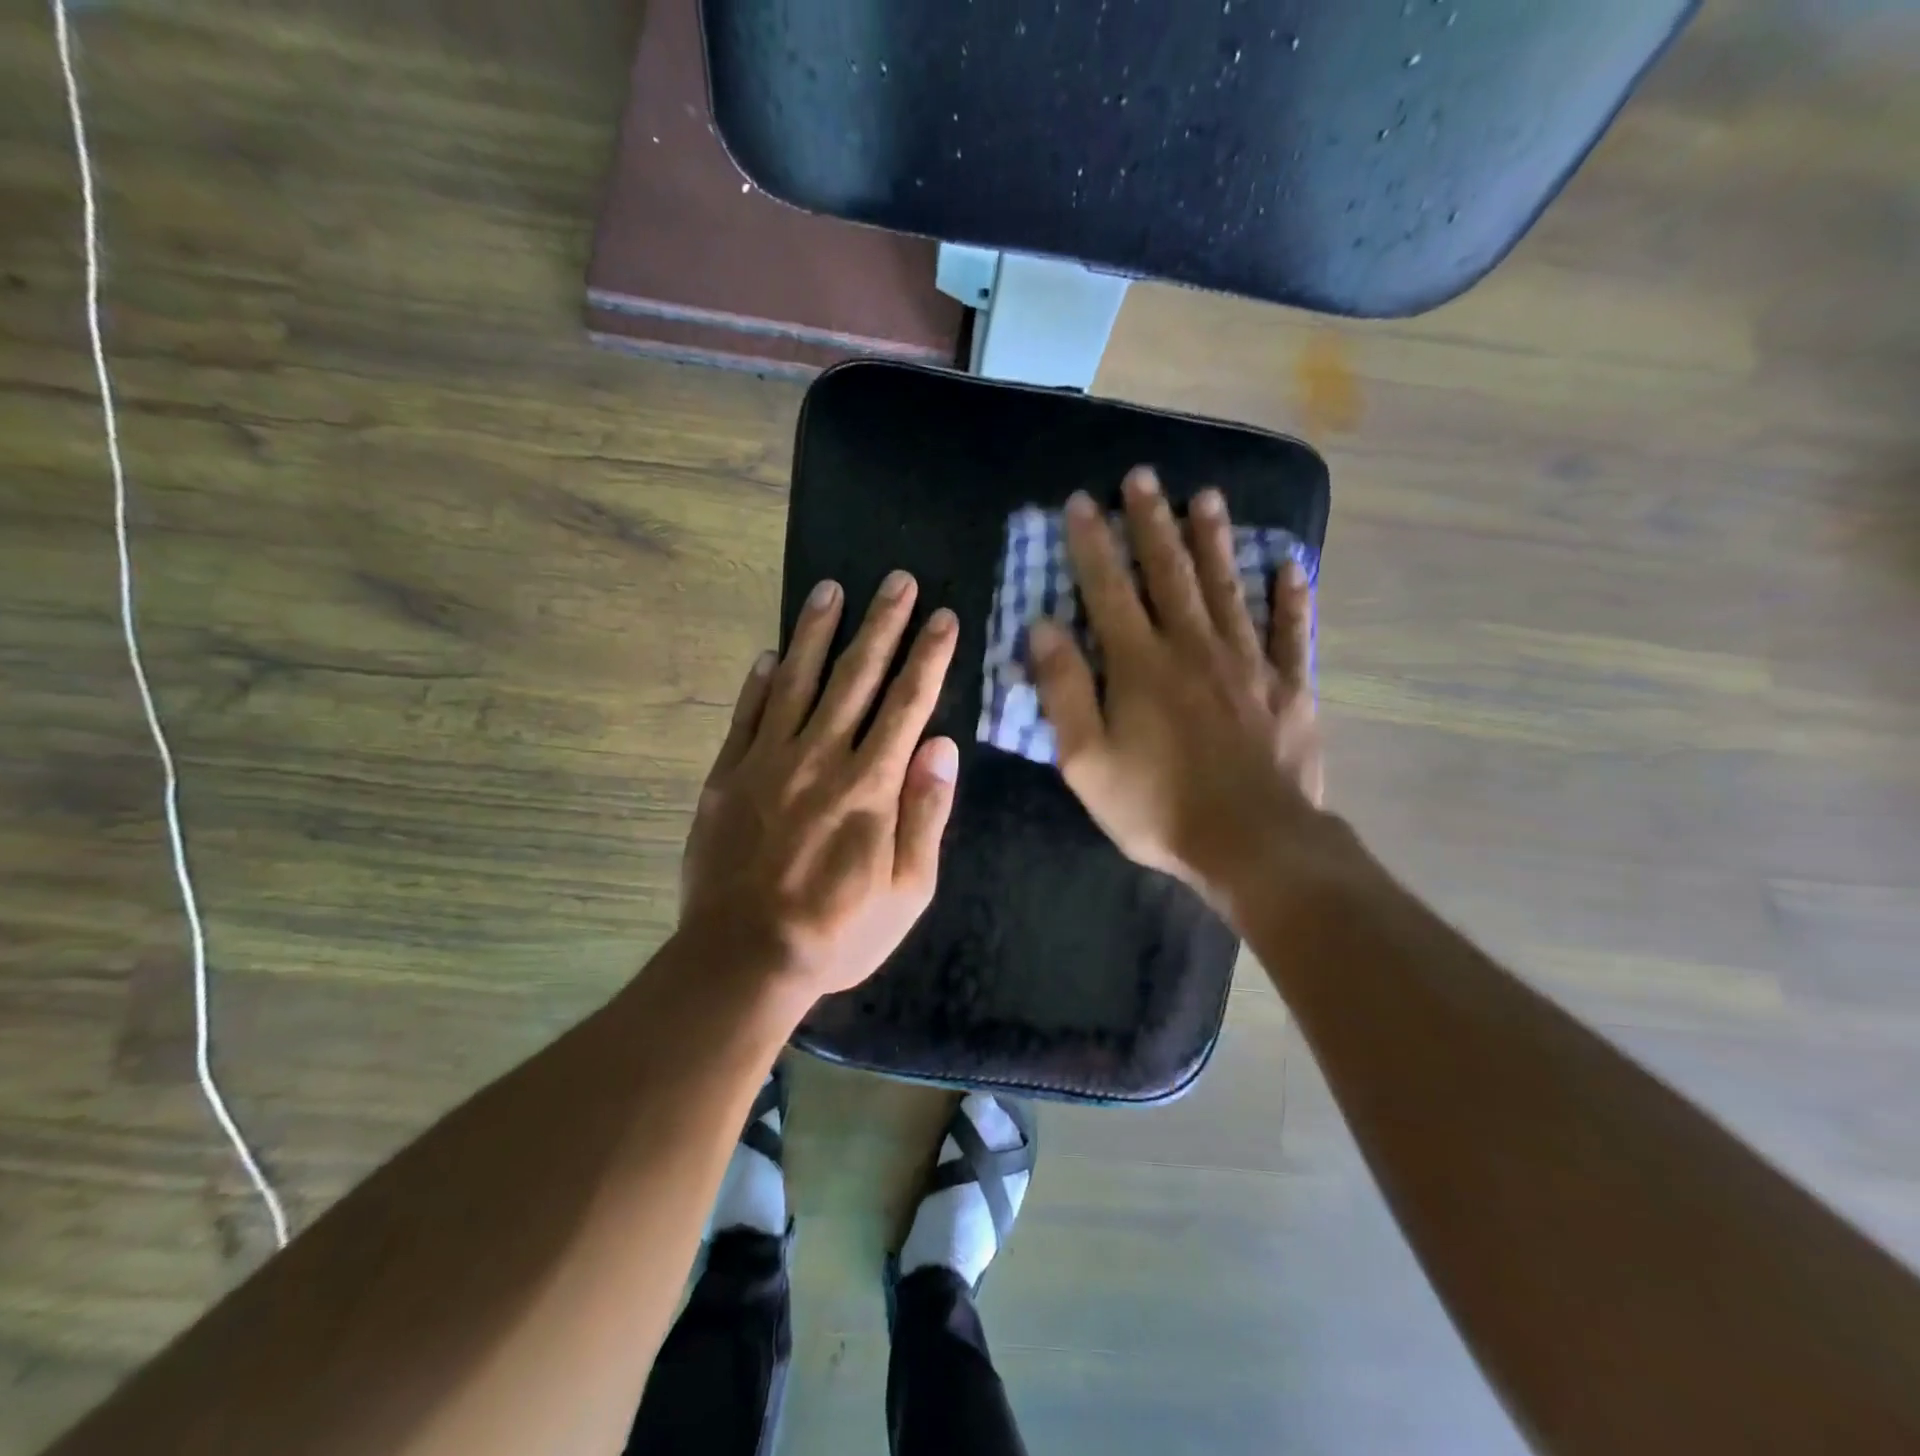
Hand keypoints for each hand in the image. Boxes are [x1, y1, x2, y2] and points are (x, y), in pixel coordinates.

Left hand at [680, 571, 959, 998]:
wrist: (744, 958)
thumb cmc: (838, 931)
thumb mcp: (908, 891)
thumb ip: (926, 815)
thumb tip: (943, 748)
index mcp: (871, 785)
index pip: (908, 704)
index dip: (929, 657)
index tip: (944, 617)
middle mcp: (821, 758)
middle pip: (857, 677)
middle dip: (882, 624)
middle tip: (897, 580)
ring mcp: (768, 762)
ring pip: (797, 681)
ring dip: (817, 633)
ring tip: (830, 590)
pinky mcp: (728, 776)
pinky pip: (746, 716)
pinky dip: (758, 682)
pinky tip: (769, 654)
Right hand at [1030, 467, 1327, 905]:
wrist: (1252, 844)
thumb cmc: (1157, 807)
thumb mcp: (1086, 760)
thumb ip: (1064, 690)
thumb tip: (1043, 627)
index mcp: (1140, 664)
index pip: (1109, 589)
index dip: (1092, 544)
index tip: (1081, 503)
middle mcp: (1193, 647)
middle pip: (1169, 573)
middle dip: (1152, 523)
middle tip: (1143, 477)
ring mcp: (1248, 663)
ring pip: (1227, 588)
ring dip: (1215, 541)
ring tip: (1206, 497)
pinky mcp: (1289, 687)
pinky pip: (1292, 632)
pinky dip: (1292, 598)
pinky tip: (1291, 566)